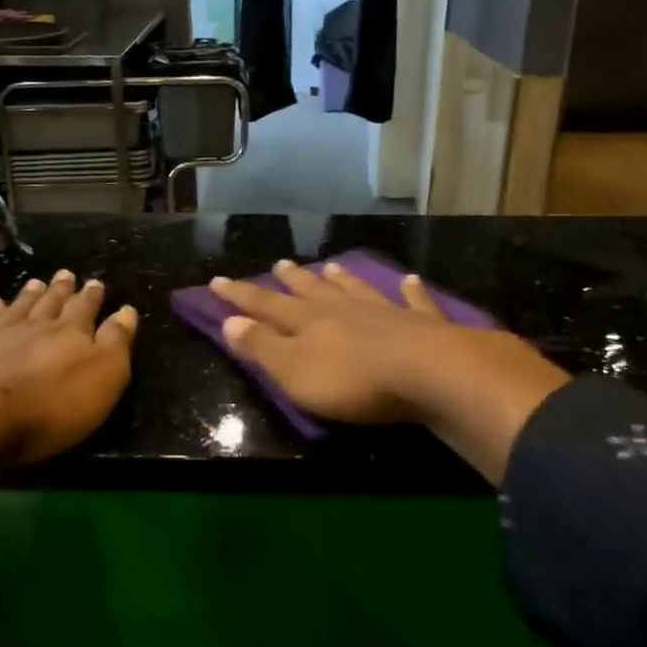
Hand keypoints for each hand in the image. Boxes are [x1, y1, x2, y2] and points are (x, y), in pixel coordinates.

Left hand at [0, 271, 136, 512]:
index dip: (92, 297)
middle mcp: (33, 326)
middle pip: (50, 303)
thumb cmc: (48, 408)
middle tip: (67, 274)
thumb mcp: (102, 378)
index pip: (86, 309)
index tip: (96, 282)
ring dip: (28, 295)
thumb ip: (115, 342)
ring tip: (36, 282)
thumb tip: (127, 310)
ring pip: (17, 308)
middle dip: (62, 290)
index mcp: (70, 333)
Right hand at [208, 260, 568, 484]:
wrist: (428, 374)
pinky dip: (411, 290)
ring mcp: (385, 312)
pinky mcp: (423, 324)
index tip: (217, 281)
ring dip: (342, 279)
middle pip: (312, 292)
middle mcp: (343, 310)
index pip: (265, 306)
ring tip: (331, 265)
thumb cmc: (353, 382)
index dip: (240, 296)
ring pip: (356, 289)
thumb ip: (262, 347)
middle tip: (279, 264)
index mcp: (308, 323)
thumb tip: (230, 321)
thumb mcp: (294, 371)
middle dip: (292, 281)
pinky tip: (410, 279)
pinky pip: (414, 301)